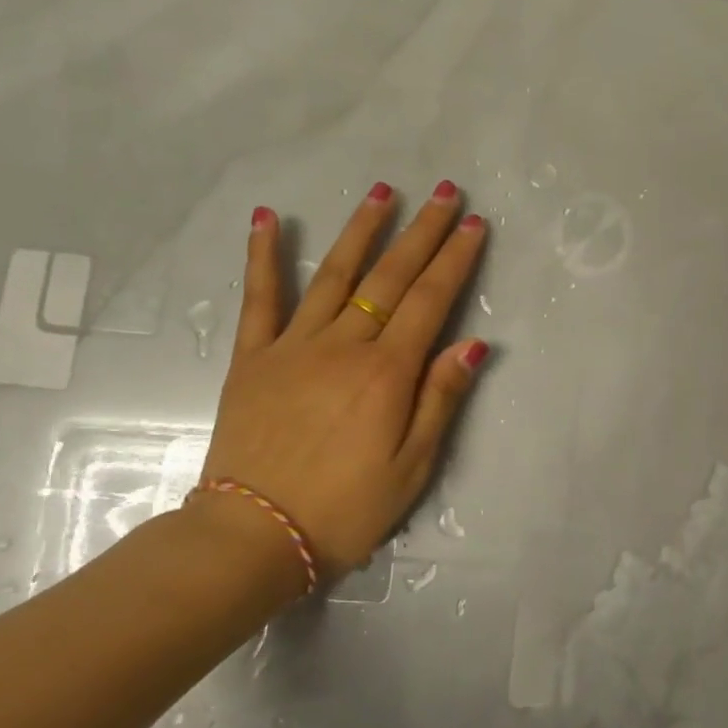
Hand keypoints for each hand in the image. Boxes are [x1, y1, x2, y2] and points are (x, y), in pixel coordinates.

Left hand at [189, 181, 489, 588]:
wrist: (254, 536)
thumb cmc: (346, 509)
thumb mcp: (412, 466)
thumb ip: (440, 399)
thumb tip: (473, 343)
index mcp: (387, 373)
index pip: (430, 301)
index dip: (456, 260)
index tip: (474, 224)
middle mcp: (344, 346)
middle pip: (390, 277)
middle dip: (423, 232)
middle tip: (445, 192)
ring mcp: (293, 346)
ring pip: (335, 275)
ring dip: (361, 230)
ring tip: (383, 191)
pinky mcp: (253, 359)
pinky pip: (260, 299)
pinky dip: (264, 257)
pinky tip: (269, 219)